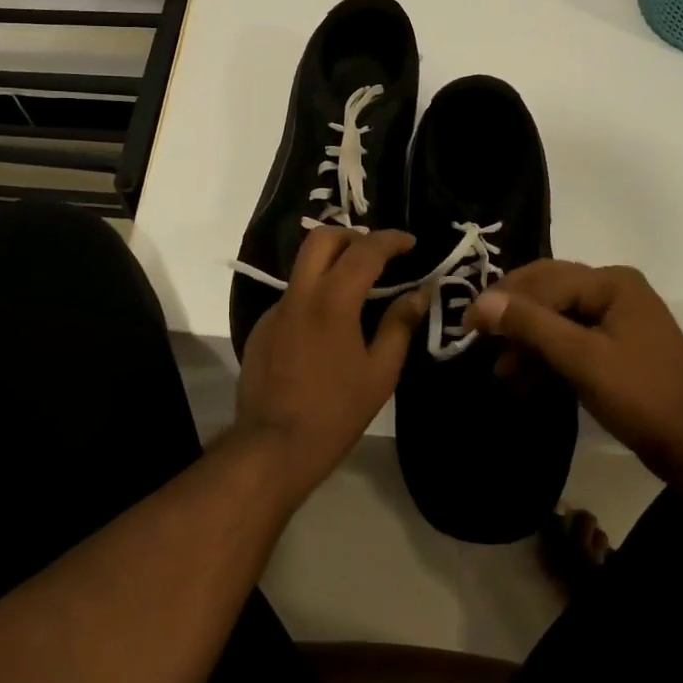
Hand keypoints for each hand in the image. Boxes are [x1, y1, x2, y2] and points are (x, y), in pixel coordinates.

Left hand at [234, 227, 427, 504]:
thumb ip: (400, 325)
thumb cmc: (336, 412)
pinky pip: (293, 297)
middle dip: (353, 235)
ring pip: (304, 266)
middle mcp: (299, 294)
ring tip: (359, 289)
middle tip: (377, 254)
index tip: (410, 242)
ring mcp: (276, 309)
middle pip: (322, 238)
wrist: (273, 446)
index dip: (391, 240)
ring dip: (332, 263)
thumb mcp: (380, 372)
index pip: (365, 250)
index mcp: (332, 301)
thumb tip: (420, 293)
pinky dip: (315, 295)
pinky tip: (329, 328)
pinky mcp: (262, 327)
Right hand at [465, 261, 682, 482]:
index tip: (466, 327)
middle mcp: (613, 290)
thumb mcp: (582, 358)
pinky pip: (570, 340)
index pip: (542, 281)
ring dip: (527, 342)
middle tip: (478, 341)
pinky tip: (525, 381)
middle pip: (547, 293)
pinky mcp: (615, 347)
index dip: (501, 301)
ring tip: (502, 371)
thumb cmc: (642, 396)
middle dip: (512, 319)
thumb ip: (531, 325)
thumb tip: (481, 302)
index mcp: (610, 282)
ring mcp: (616, 319)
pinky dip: (546, 357)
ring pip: (555, 318)